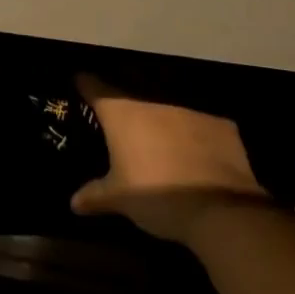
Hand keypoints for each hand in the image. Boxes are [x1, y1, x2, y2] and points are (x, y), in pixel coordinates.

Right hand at [71, 74, 268, 241]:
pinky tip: (198, 157)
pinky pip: (200, 126)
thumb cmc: (157, 197)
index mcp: (121, 113)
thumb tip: (73, 203)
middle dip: (127, 114)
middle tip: (123, 132)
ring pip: (167, 112)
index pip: (94, 87)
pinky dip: (196, 137)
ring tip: (162, 147)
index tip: (80, 83)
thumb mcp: (120, 199)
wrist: (221, 211)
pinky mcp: (219, 124)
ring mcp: (188, 109)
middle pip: (132, 100)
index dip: (85, 85)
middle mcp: (151, 102)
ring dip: (162, 126)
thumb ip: (95, 195)